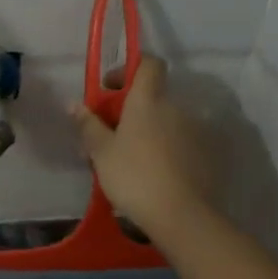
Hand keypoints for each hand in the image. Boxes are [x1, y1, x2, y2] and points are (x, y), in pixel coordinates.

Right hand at [69, 56, 213, 241]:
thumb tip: (74, 104)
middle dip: (130, 110)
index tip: (110, 88)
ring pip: (164, 122)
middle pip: (152, 97)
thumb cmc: (133, 176)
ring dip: (147, 132)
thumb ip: (88, 125)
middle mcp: (175, 108)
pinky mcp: (204, 154)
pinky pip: (178, 142)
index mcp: (148, 101)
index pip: (149, 64)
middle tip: (109, 135)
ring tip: (128, 160)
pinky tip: (151, 174)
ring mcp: (193, 131)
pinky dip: (163, 150)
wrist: (180, 214)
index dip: (130, 69)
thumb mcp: (100, 152)